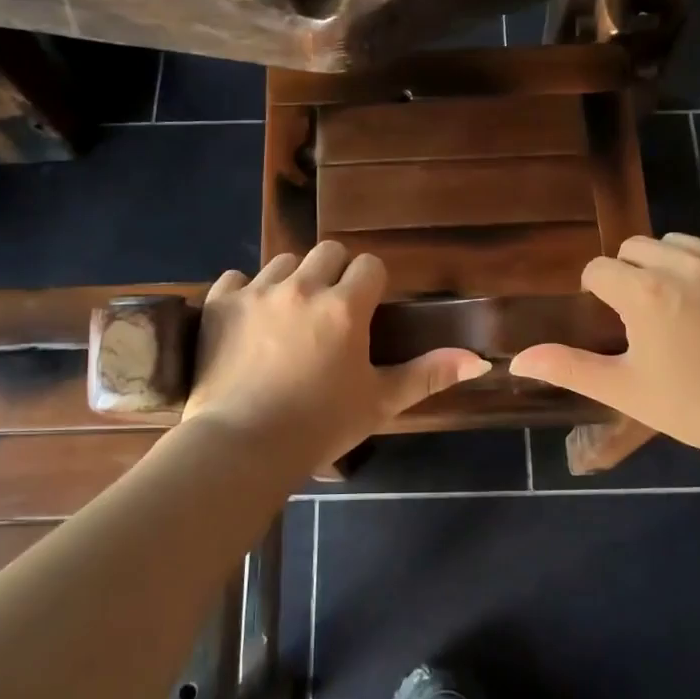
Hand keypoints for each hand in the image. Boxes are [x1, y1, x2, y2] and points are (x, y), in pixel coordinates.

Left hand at [183, 242, 489, 469]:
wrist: (241, 447)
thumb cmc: (319, 427)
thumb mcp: (380, 402)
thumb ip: (428, 374)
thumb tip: (479, 360)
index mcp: (344, 307)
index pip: (369, 265)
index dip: (371, 285)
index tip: (365, 312)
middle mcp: (302, 287)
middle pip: (328, 251)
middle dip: (335, 274)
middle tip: (330, 313)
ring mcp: (257, 292)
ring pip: (284, 262)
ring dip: (293, 281)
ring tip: (289, 317)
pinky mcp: (220, 303)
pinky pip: (236, 277)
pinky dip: (245, 293)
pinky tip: (248, 321)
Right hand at [509, 234, 699, 458]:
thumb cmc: (692, 405)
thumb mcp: (623, 389)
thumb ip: (567, 367)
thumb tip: (516, 361)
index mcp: (644, 292)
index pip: (599, 269)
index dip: (598, 292)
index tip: (613, 317)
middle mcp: (683, 263)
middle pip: (636, 247)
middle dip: (631, 273)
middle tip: (646, 312)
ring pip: (679, 243)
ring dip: (671, 265)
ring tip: (684, 304)